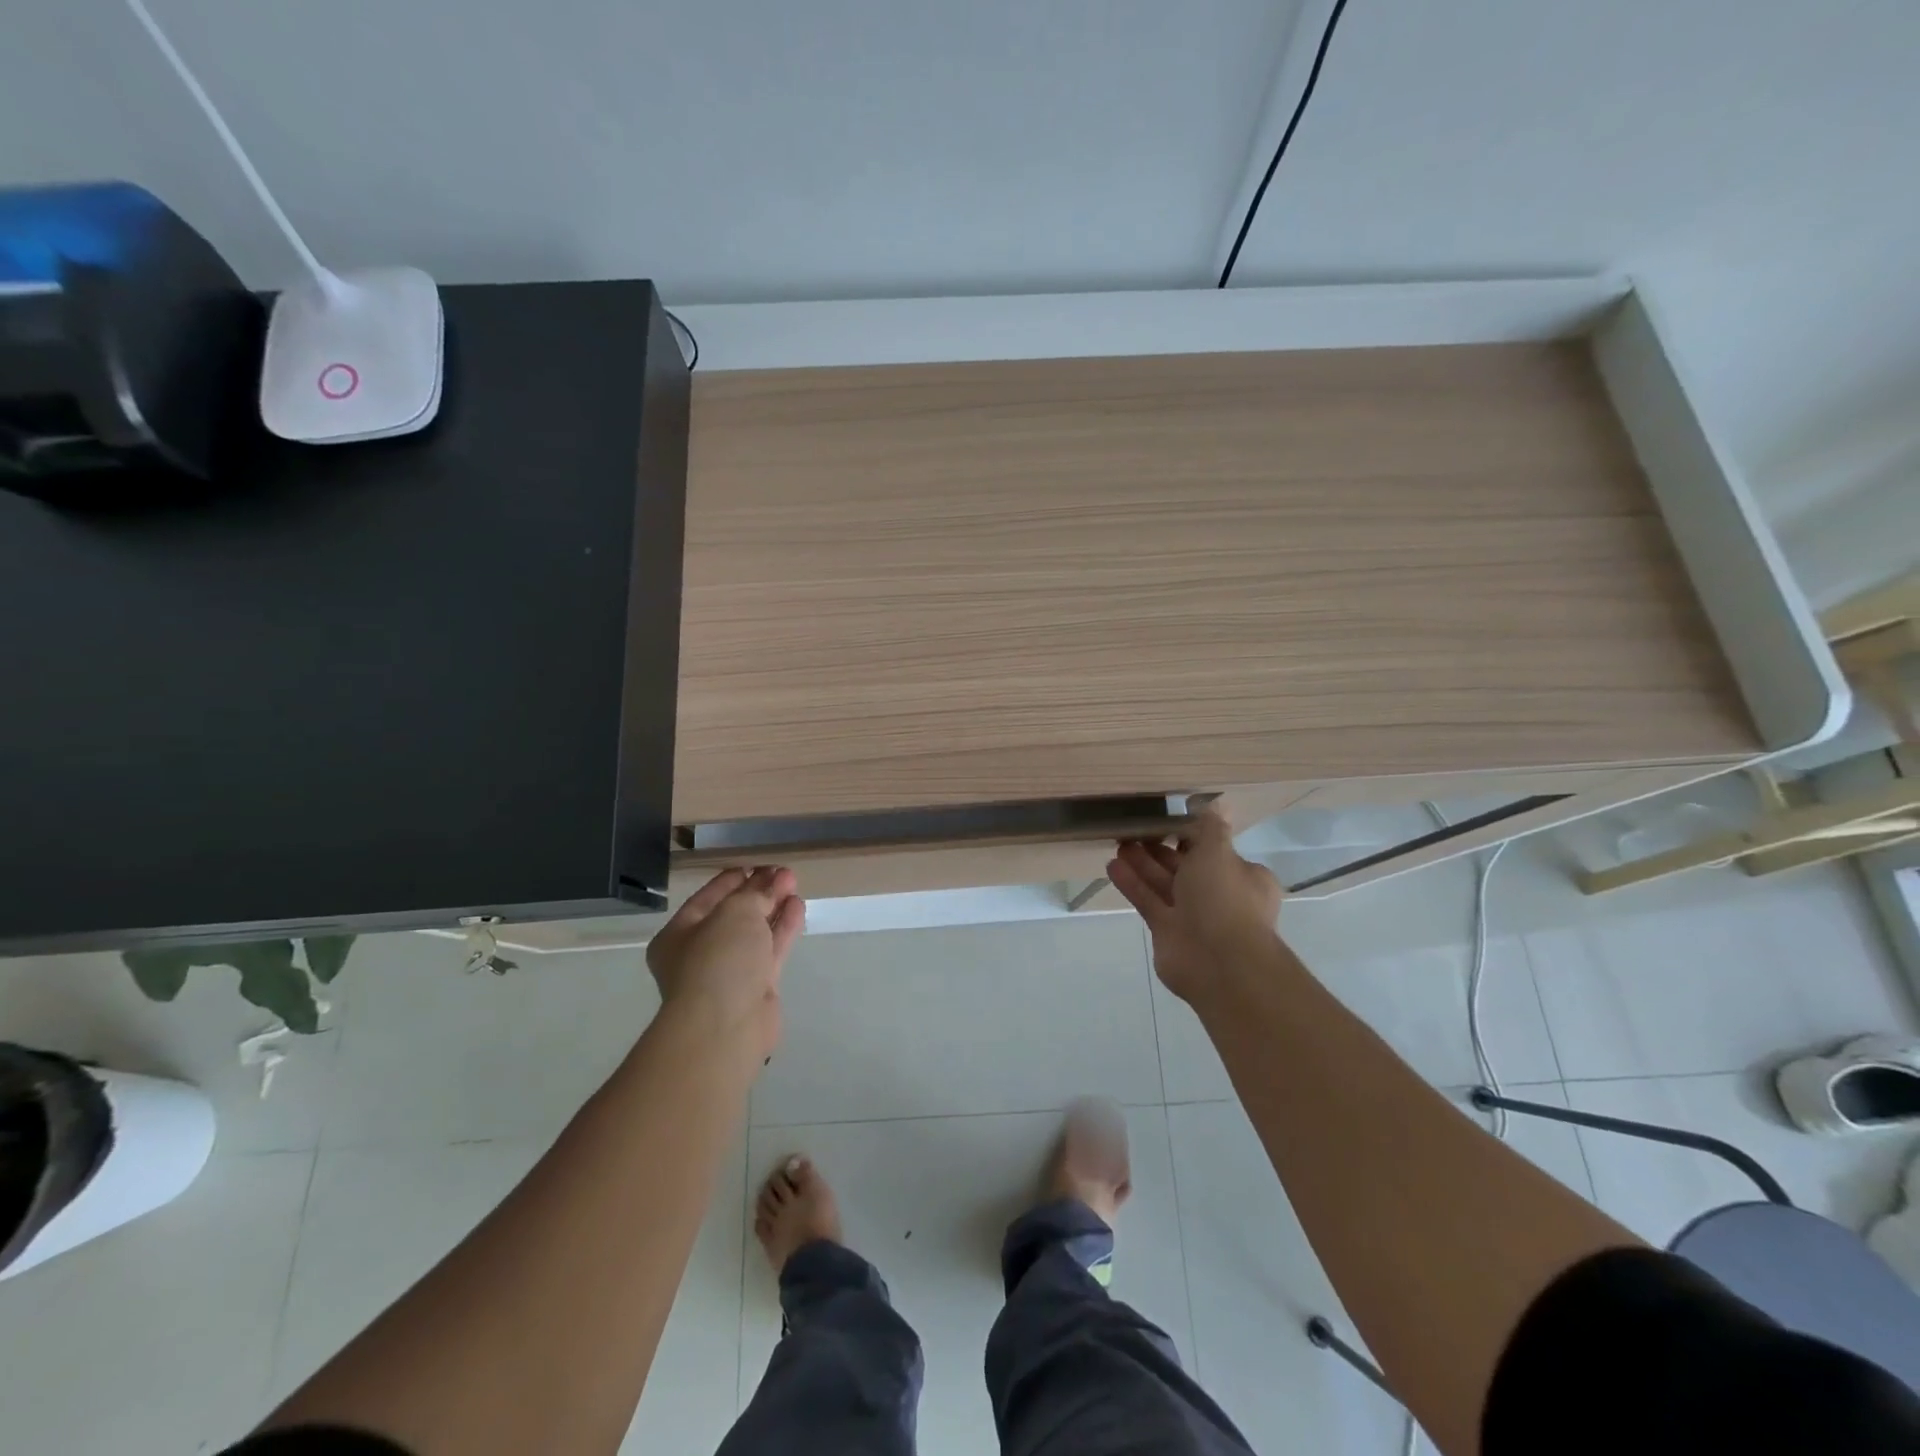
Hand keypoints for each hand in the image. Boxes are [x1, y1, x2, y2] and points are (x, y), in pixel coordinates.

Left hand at [647, 867, 804, 1057]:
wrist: (725, 1026)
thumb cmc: (717, 960)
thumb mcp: (735, 913)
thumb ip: (756, 894)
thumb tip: (773, 881)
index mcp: (680, 934)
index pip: (708, 897)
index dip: (733, 879)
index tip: (758, 864)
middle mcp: (701, 952)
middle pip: (734, 914)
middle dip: (759, 892)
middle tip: (784, 873)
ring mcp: (730, 972)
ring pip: (755, 932)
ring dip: (774, 908)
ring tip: (794, 885)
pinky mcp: (756, 987)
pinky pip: (770, 950)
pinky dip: (783, 928)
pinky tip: (798, 907)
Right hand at [1107, 805, 1282, 1004]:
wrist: (1219, 962)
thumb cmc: (1224, 898)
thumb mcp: (1218, 852)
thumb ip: (1209, 828)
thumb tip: (1217, 804)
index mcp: (1242, 876)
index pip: (1214, 850)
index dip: (1190, 835)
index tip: (1165, 820)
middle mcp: (1220, 895)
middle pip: (1185, 866)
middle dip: (1160, 849)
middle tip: (1133, 829)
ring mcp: (1193, 916)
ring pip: (1164, 884)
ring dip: (1142, 864)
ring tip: (1118, 843)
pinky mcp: (1168, 931)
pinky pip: (1149, 902)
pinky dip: (1133, 885)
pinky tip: (1112, 866)